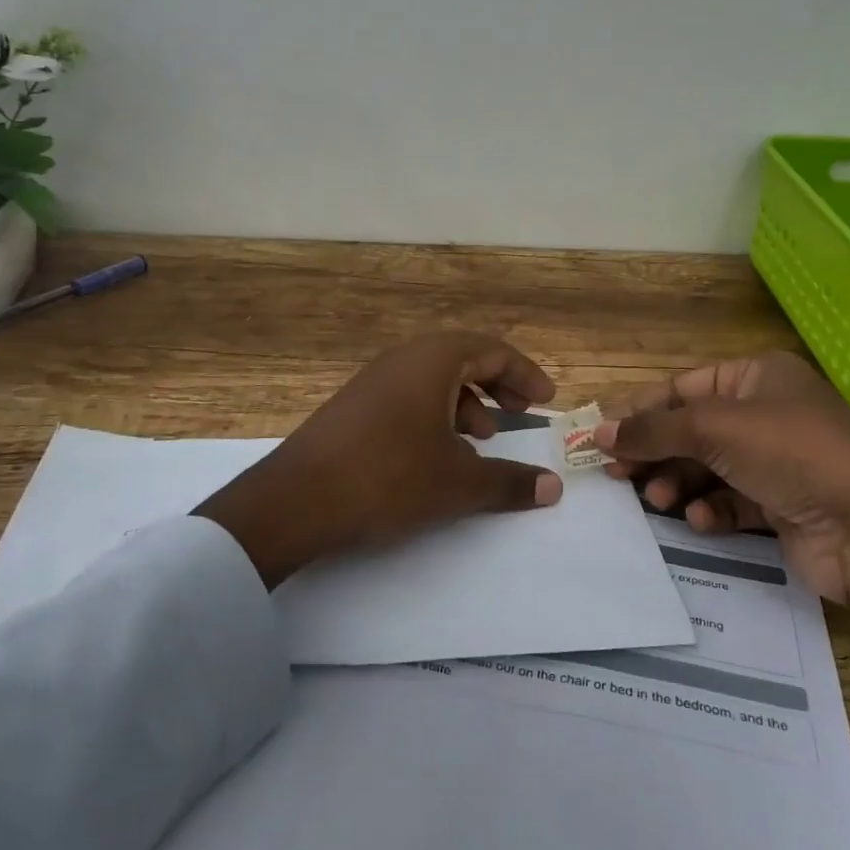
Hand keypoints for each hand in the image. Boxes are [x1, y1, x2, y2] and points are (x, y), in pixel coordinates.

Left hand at [195, 331, 561, 585]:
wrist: (296, 499)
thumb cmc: (389, 478)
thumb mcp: (458, 483)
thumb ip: (510, 482)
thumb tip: (554, 487)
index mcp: (433, 360)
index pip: (493, 349)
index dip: (525, 374)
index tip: (546, 400)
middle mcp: (403, 358)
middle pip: (464, 358)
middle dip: (497, 385)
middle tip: (520, 413)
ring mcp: (373, 380)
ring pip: (434, 378)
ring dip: (466, 403)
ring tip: (481, 440)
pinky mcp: (354, 405)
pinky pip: (408, 395)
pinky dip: (435, 414)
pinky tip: (437, 454)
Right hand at [596, 351, 849, 606]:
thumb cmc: (791, 454)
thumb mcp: (714, 428)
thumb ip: (652, 429)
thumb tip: (596, 432)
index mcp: (756, 377)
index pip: (682, 389)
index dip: (640, 411)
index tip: (600, 436)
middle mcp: (765, 414)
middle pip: (690, 431)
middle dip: (655, 453)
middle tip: (618, 476)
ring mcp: (775, 462)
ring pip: (706, 468)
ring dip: (679, 484)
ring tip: (660, 500)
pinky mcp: (781, 507)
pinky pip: (731, 502)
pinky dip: (712, 510)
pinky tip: (702, 520)